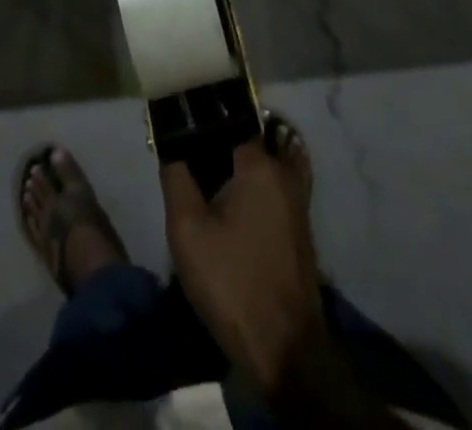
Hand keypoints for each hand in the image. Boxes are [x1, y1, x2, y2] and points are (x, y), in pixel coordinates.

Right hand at [162, 139, 327, 397]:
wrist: (285, 349)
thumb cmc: (232, 281)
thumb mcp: (187, 229)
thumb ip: (175, 177)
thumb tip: (172, 147)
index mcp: (259, 163)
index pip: (226, 122)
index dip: (199, 126)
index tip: (177, 135)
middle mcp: (283, 172)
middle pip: (241, 144)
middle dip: (212, 150)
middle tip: (184, 167)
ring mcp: (296, 200)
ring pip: (255, 170)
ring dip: (229, 174)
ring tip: (200, 190)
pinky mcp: (298, 227)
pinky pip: (267, 192)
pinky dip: (246, 194)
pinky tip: (224, 214)